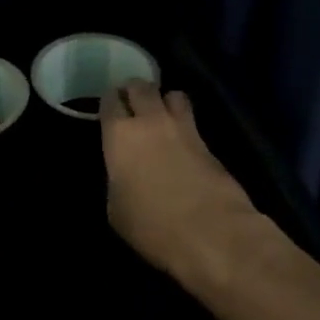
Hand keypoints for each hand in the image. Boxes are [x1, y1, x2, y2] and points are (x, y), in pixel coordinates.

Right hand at [102, 81, 257, 281]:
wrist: (211, 233)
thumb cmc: (151, 225)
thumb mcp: (115, 208)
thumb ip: (117, 179)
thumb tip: (125, 173)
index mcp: (120, 135)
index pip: (110, 99)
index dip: (109, 102)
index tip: (108, 110)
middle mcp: (151, 121)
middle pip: (141, 86)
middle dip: (134, 91)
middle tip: (131, 105)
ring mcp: (184, 129)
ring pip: (173, 94)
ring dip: (164, 101)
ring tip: (160, 116)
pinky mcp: (210, 144)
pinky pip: (192, 121)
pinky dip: (184, 124)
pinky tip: (181, 142)